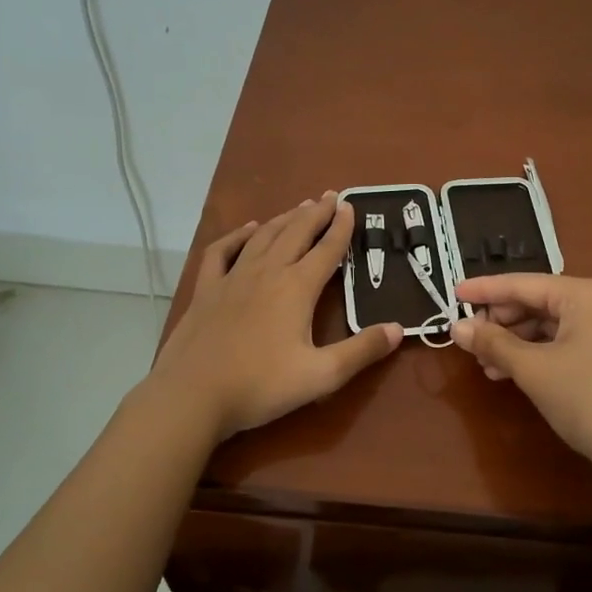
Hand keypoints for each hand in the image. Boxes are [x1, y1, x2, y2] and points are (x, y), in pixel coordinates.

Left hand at [151, 193, 401, 438]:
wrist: (192, 395)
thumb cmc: (261, 386)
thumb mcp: (321, 375)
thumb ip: (362, 351)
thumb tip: (399, 329)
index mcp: (297, 288)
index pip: (327, 250)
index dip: (341, 228)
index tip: (351, 206)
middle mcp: (267, 272)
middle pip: (296, 233)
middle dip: (316, 213)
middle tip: (330, 196)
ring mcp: (233, 278)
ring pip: (263, 237)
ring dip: (284, 219)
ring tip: (299, 208)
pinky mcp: (207, 290)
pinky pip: (222, 251)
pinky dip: (237, 236)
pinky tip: (247, 230)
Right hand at [451, 274, 591, 486]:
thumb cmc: (588, 399)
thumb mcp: (533, 370)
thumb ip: (493, 343)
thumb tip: (456, 328)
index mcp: (584, 293)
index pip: (523, 283)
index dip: (484, 289)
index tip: (452, 293)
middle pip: (536, 301)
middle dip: (500, 321)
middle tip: (468, 340)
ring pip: (548, 324)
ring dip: (514, 341)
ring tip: (485, 364)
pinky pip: (562, 342)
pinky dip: (535, 354)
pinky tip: (511, 372)